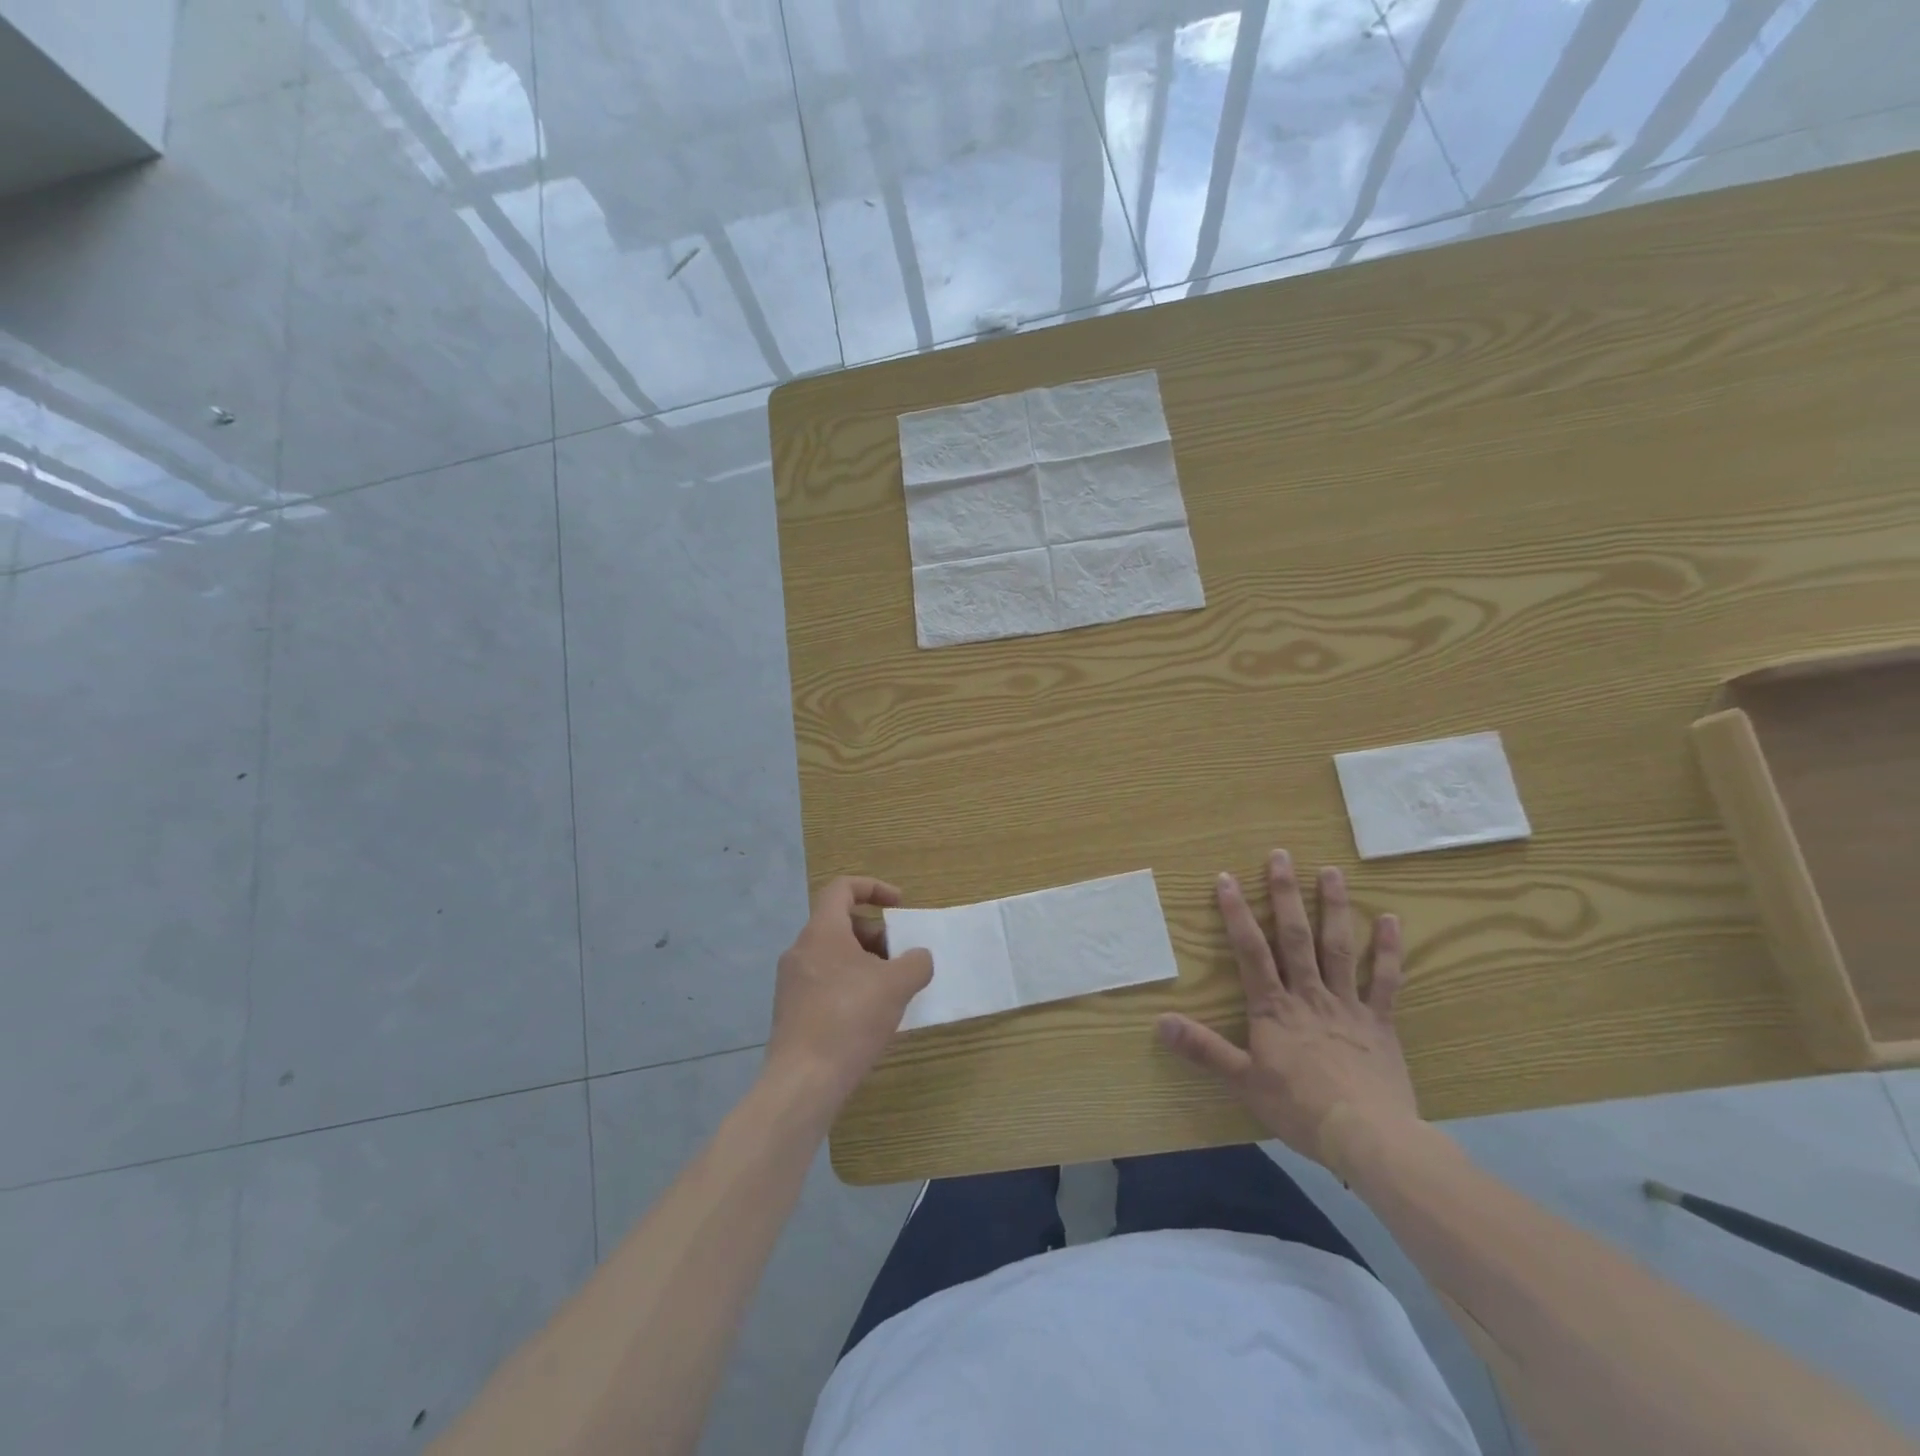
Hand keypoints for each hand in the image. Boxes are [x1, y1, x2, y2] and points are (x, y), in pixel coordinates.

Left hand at [764, 877, 933, 1113]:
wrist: (803, 1082)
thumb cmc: (849, 1020)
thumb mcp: (896, 986)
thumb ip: (915, 962)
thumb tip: (918, 958)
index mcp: (822, 932)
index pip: (842, 889)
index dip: (873, 888)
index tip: (899, 905)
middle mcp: (801, 950)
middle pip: (841, 924)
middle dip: (876, 935)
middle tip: (901, 958)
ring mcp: (792, 982)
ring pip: (834, 956)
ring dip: (865, 963)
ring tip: (891, 990)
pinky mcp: (792, 1011)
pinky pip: (825, 982)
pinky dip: (851, 986)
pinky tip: (870, 1016)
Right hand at [1156, 849, 1418, 1169]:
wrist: (1367, 1136)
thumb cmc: (1300, 1108)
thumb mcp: (1242, 1081)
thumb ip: (1203, 1049)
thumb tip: (1159, 1022)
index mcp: (1274, 1008)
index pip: (1250, 951)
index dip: (1236, 913)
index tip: (1226, 878)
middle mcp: (1309, 994)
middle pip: (1294, 936)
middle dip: (1285, 894)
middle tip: (1281, 856)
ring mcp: (1347, 1004)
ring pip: (1338, 947)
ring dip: (1333, 907)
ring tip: (1330, 871)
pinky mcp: (1380, 1022)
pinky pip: (1385, 980)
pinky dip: (1388, 949)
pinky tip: (1390, 920)